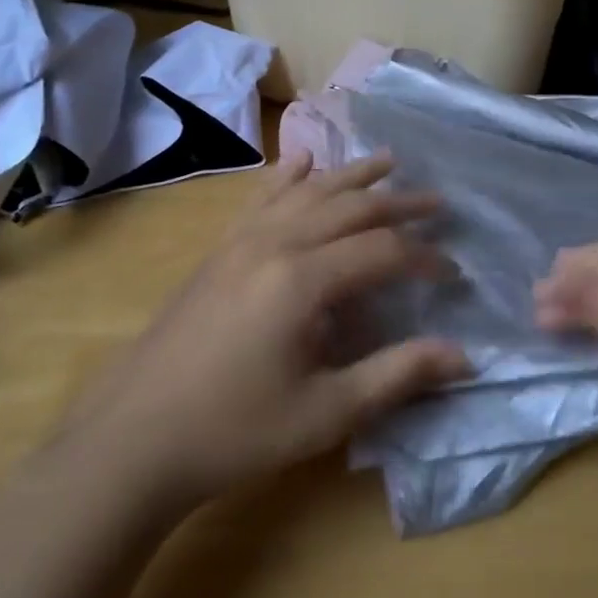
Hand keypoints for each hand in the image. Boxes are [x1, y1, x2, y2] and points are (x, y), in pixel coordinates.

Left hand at [66, 152, 470, 509]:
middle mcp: (275, 244)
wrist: (134, 438)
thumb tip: (464, 356)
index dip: (423, 259)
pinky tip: (301, 159)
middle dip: (399, 203)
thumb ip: (397, 375)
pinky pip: (261, 198)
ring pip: (308, 192)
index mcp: (303, 280)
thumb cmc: (235, 432)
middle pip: (350, 208)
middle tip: (438, 202)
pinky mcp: (219, 250)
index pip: (382, 251)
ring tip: (388, 160)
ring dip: (352, 175)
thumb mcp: (326, 413)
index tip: (453, 273)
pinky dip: (287, 176)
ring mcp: (242, 241)